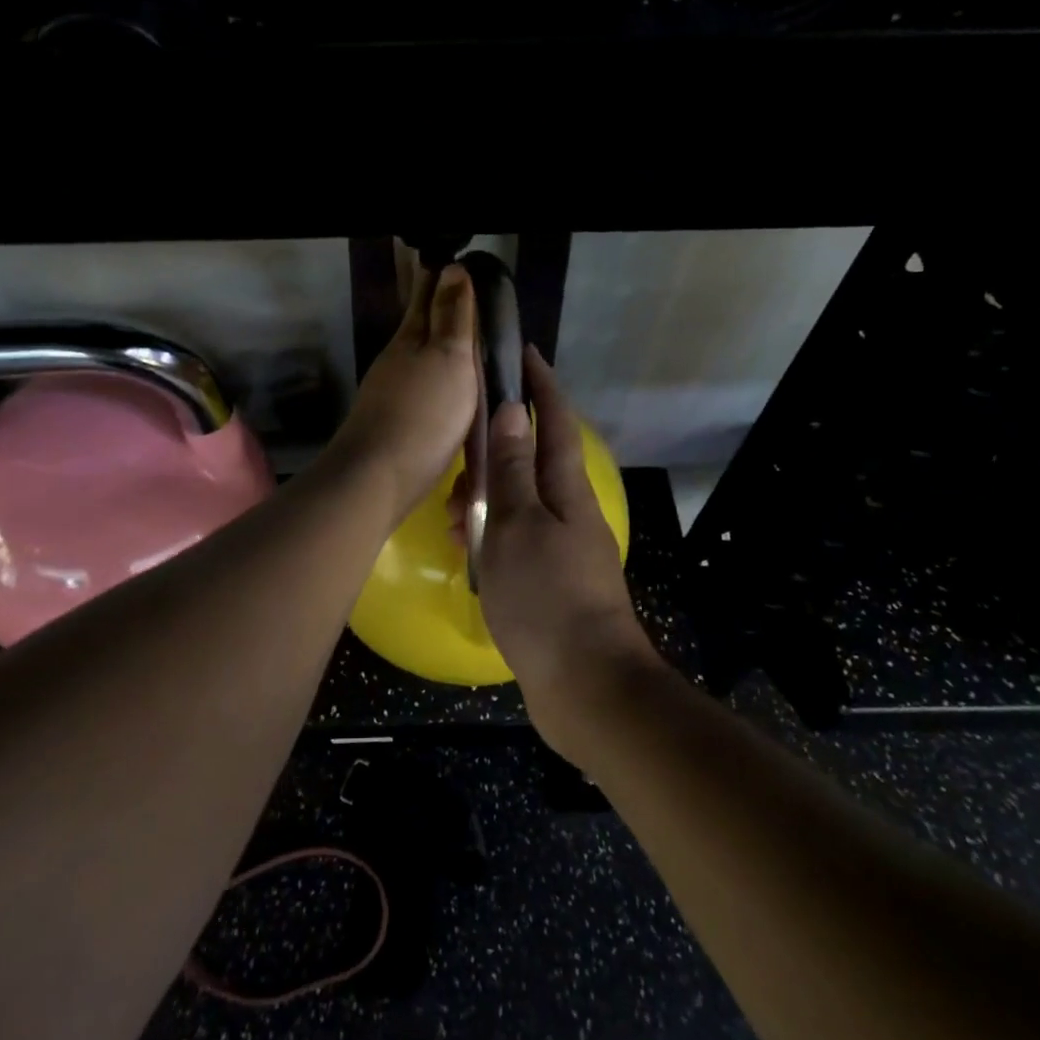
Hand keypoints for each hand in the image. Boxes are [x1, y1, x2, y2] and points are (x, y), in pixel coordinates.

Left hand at [328, 263, 477, 524]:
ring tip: (463, 345)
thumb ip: (453, 317)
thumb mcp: (449, 359)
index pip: (427, 298)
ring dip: (436, 348)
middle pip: (419, 327)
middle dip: (438, 310)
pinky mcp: (391, 424)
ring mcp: (389, 394)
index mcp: (410, 340)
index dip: (442, 280)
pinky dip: (433, 380)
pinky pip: (418, 390)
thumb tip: (453, 268)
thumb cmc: (423, 415)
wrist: (377, 479)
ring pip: (417, 359)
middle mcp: (396, 361)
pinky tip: (444, 391)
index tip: (456, 263)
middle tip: (464, 297)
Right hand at [455, 346, 662, 759]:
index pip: (554, 421)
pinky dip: (491, 536)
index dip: (539, 385)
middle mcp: (569, 511)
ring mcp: (564, 547)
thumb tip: (512, 410)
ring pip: (519, 503)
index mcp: (566, 489)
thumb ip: (512, 468)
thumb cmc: (546, 596)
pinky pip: (516, 539)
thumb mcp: (518, 524)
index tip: (523, 354)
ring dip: (486, 500)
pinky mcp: (552, 580)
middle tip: (458, 462)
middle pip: (533, 460)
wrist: (586, 685)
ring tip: (453, 518)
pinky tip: (468, 553)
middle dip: (495, 451)